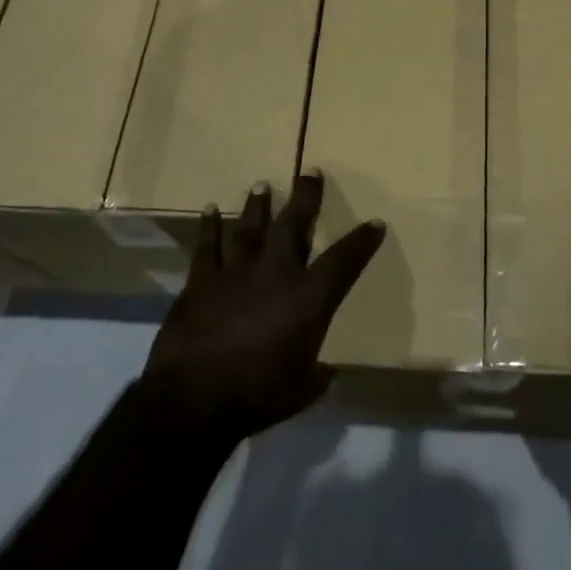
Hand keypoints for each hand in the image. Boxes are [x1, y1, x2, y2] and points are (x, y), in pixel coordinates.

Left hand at [141, 172, 384, 442]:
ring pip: (250, 227)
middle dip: (305, 197)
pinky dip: (209, 227)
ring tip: (262, 185)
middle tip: (310, 172)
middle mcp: (275, 273)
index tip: (376, 223)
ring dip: (257, 205)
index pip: (344, 261)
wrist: (195, 398)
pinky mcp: (202, 280)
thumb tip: (325, 373)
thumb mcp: (300, 390)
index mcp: (307, 299)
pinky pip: (207, 246)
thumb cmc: (257, 396)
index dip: (362, 242)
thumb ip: (316, 376)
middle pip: (293, 224)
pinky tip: (211, 209)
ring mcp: (236, 272)